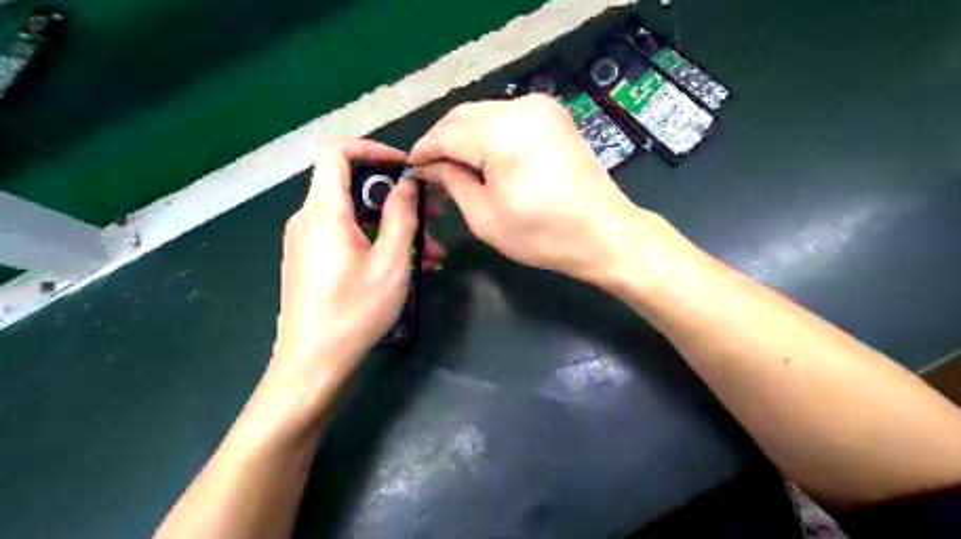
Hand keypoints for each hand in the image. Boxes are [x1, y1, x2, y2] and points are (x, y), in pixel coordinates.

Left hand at [268, 139, 445, 393]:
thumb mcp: (391, 263)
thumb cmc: (354, 312)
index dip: (372, 148)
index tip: (405, 167)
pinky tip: (409, 265)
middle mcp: (309, 219)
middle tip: (433, 214)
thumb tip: (407, 184)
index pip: (336, 151)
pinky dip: (377, 242)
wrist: (312, 364)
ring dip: (394, 226)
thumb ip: (401, 216)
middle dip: (396, 196)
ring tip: (432, 251)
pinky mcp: (312, 260)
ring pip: (356, 216)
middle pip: (352, 186)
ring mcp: (308, 241)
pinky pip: (348, 237)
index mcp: (324, 211)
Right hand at [406, 94, 639, 284]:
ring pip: (484, 114)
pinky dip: (488, 136)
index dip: (423, 151)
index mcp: (503, 131)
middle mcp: (522, 107)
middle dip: (442, 142)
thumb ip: (452, 183)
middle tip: (431, 171)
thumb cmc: (543, 234)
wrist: (604, 234)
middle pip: (463, 116)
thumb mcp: (485, 216)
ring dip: (464, 138)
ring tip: (455, 168)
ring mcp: (542, 108)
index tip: (411, 169)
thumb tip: (429, 167)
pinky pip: (507, 119)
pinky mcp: (554, 117)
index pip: (446, 133)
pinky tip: (483, 159)